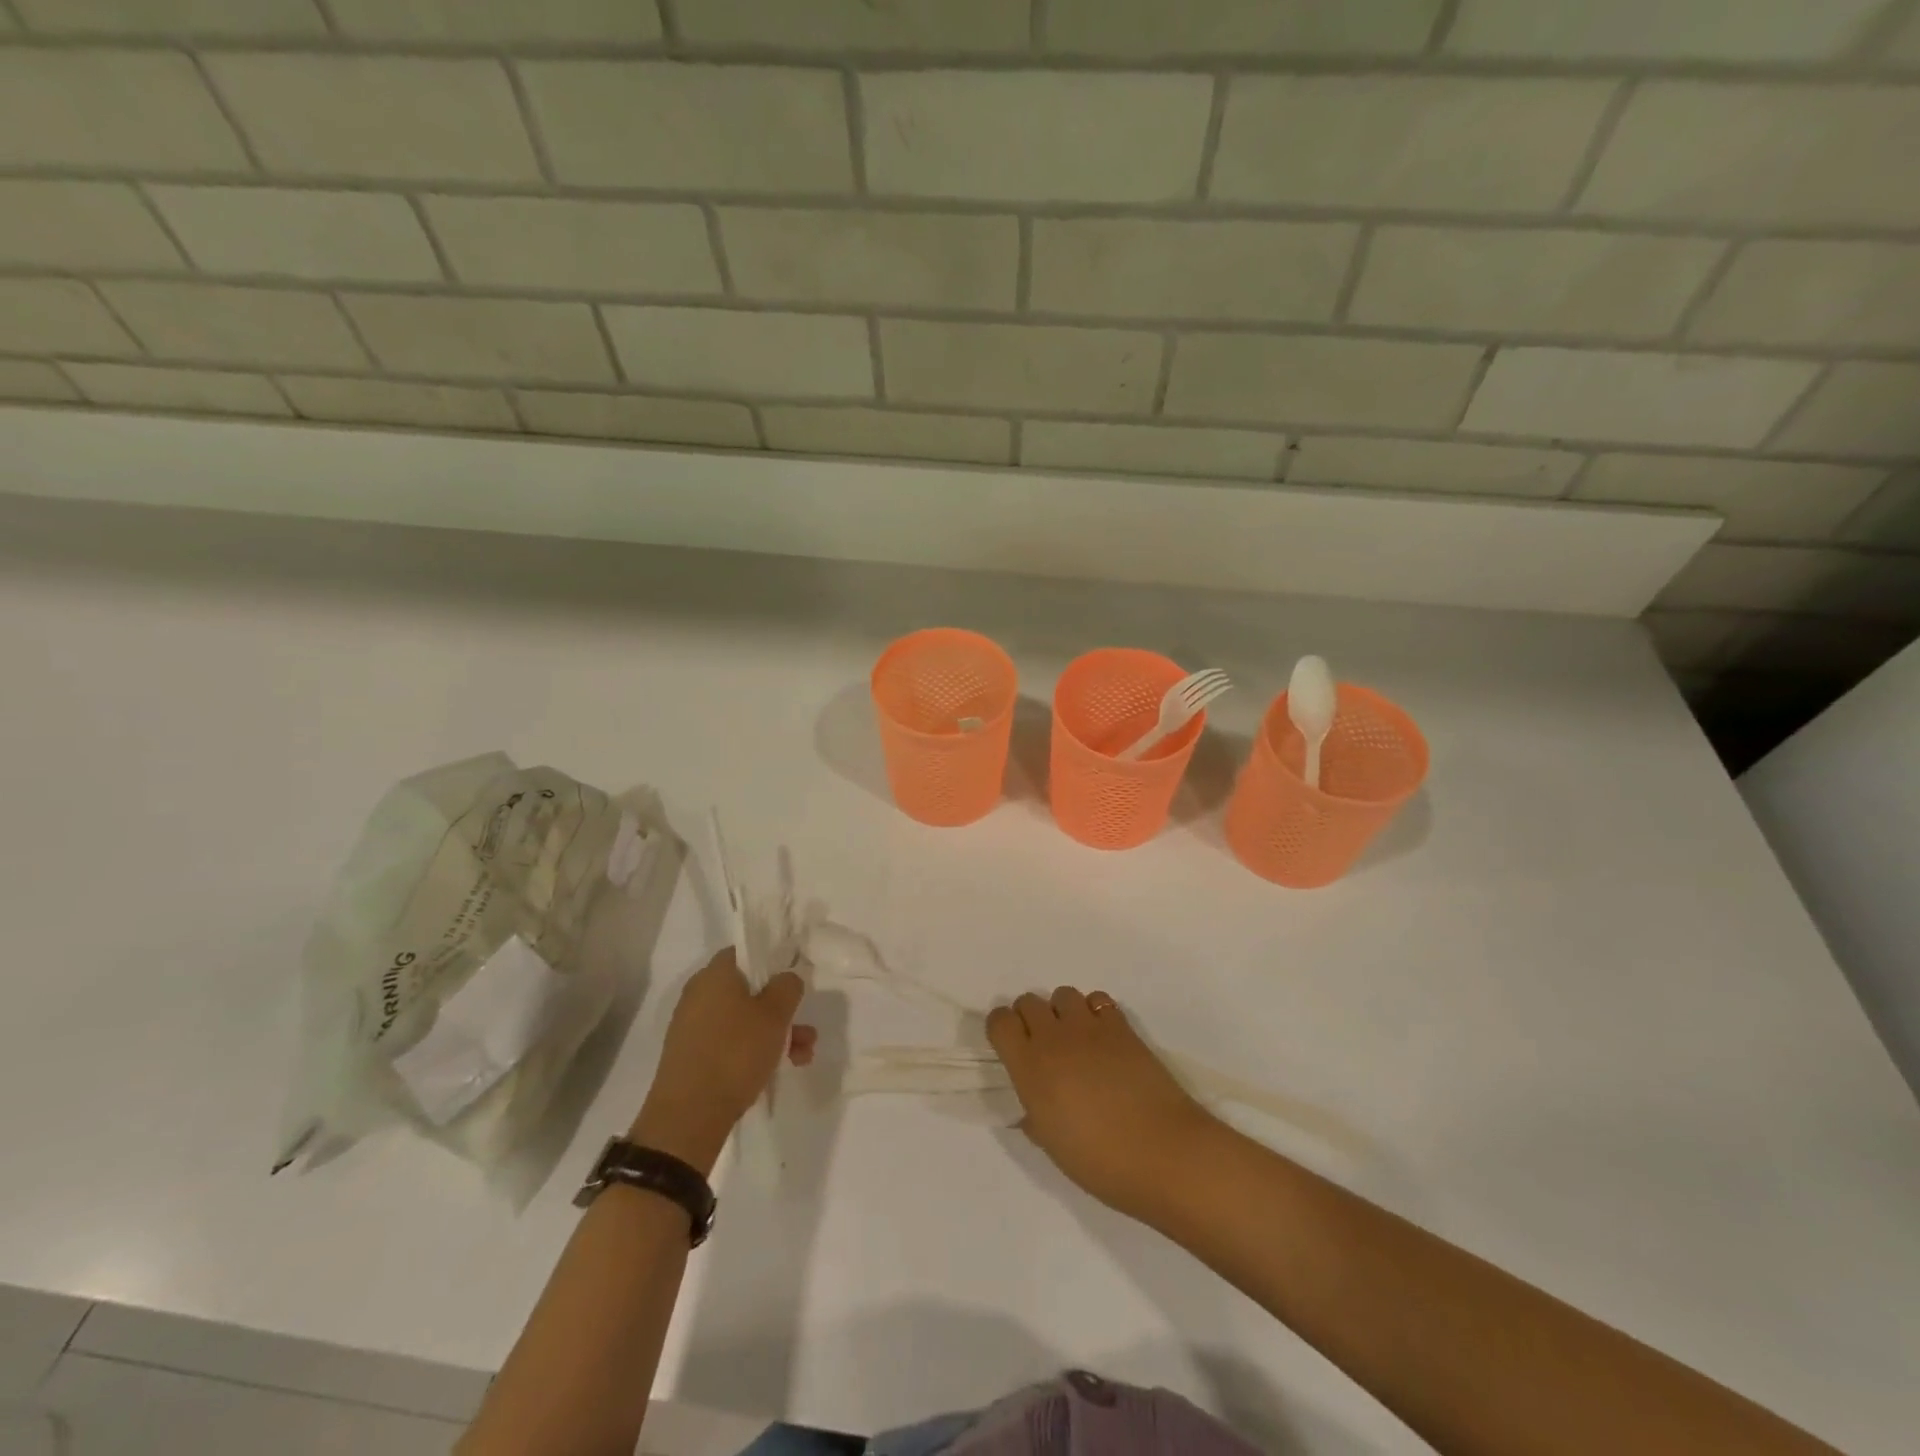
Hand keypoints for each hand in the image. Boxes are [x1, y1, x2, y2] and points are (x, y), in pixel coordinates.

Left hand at [631, 947, 815, 1171]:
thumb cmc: (735, 1053)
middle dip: (781, 1009)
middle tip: (805, 1028)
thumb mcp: (775, 1015)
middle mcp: (699, 994)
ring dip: (774, 1034)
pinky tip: (775, 1070)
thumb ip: (787, 987)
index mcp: (715, 974)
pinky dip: (752, 1051)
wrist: (688, 1117)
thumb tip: (785, 979)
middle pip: (749, 990)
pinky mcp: (691, 1056)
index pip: (746, 952)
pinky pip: (729, 1042)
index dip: (772, 961)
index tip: (793, 981)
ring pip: (743, 1020)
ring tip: (801, 1057)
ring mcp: (693, 1027)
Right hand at [987, 987, 1218, 1219]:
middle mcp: (1054, 1038)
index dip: (1001, 1028)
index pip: (1000, 1022)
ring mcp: (1089, 1028)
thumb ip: (1034, 1116)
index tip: (1009, 1045)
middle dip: (1030, 1017)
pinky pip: (1098, 1000)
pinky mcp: (1121, 1026)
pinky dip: (1094, 1012)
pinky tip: (1103, 1038)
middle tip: (1042, 1044)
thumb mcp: (1052, 1146)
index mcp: (1030, 1068)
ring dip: (1062, 1011)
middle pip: (1029, 1001)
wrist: (1162, 1152)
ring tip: (1075, 1038)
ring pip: (1063, 994)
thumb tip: (1032, 1106)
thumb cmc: (1100, 1162)